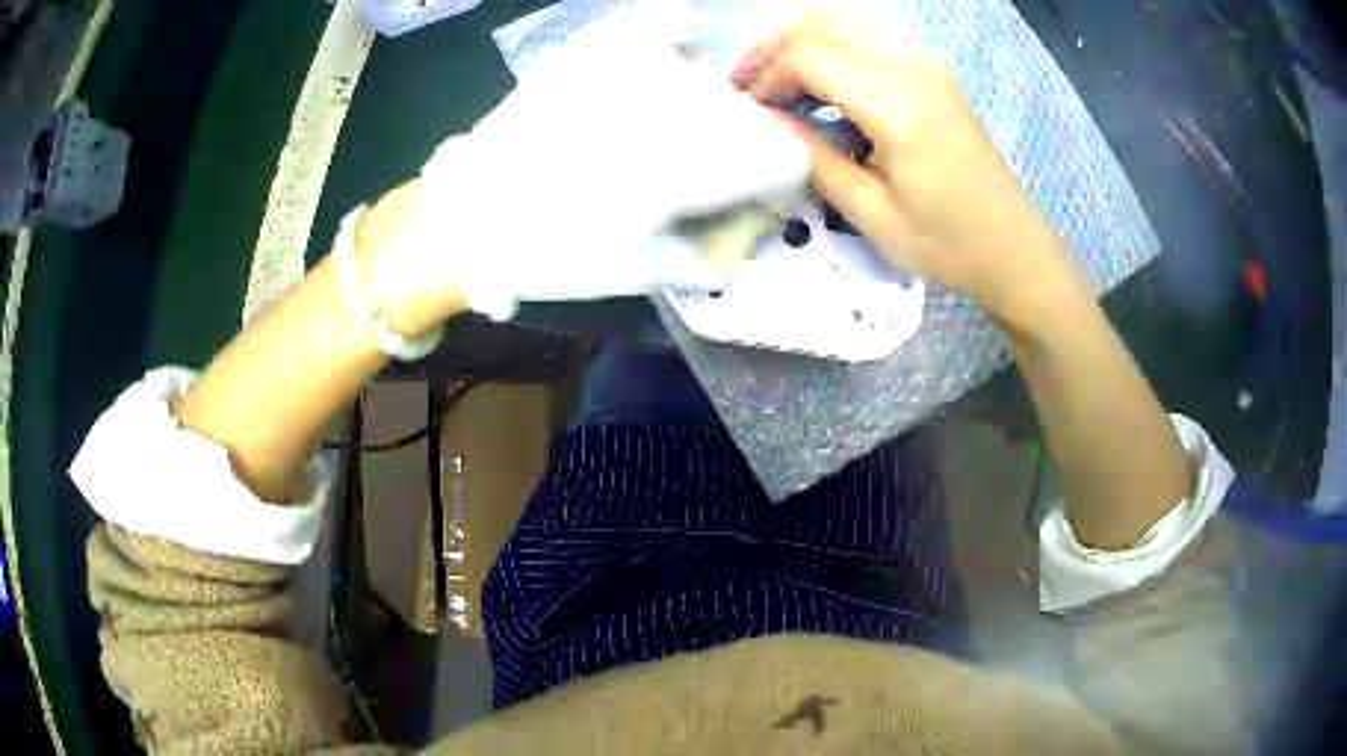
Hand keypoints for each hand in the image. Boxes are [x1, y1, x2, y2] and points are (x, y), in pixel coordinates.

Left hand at [355, 5, 809, 332]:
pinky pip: (664, 20)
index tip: (753, 199)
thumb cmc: (555, 253)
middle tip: (696, 178)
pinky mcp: (598, 42)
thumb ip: (718, 254)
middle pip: (750, 118)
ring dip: (705, 110)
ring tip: (658, 135)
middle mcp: (681, 101)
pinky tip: (658, 68)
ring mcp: (637, 63)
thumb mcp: (647, 272)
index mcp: (697, 164)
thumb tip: (755, 230)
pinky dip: (675, 40)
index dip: (780, 181)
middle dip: (739, 151)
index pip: (788, 155)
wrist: (468, 214)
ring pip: (713, 78)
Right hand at [732, 11, 1085, 330]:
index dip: (766, 77)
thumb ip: (813, 155)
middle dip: (772, 47)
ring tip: (773, 82)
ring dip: (799, 43)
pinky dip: (829, 49)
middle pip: (821, 23)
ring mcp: (925, 63)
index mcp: (897, 103)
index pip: (808, 56)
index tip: (747, 110)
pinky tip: (817, 84)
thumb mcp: (870, 213)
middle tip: (744, 84)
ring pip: (843, 22)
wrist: (1012, 247)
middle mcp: (911, 66)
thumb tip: (766, 119)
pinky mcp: (931, 71)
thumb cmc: (946, 242)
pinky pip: (866, 37)